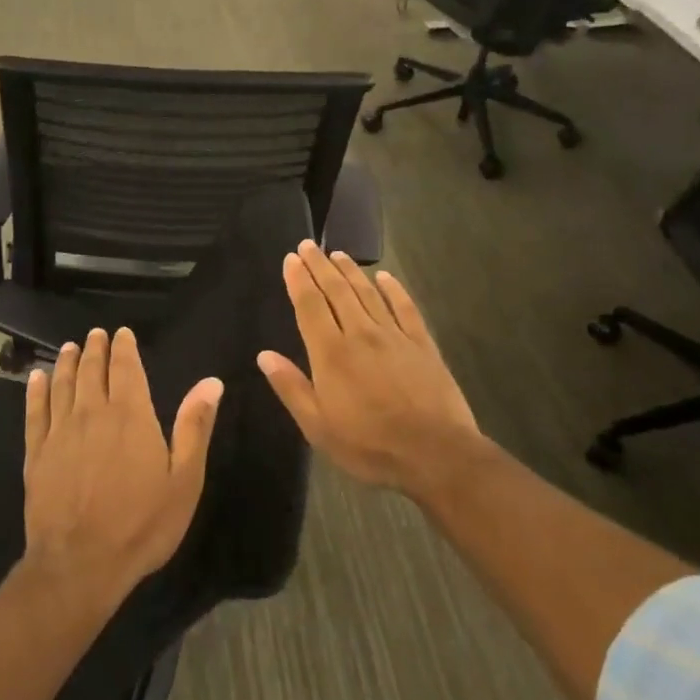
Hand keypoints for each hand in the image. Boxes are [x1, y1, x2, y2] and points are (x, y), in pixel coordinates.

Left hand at [22, 328, 221, 600]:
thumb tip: (211, 382)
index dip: (124, 348)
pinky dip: (36, 390)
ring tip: (70, 348)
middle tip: (96, 335)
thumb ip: (194, 427)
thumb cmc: (142, 524)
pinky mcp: (36, 453)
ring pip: (63, 385)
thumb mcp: (184, 479)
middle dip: (96, 349)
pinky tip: (37, 378)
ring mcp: (60, 432)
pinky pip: (35, 411)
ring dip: (68, 363)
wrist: (81, 563)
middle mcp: (93, 413)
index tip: (122, 333)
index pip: (127, 369)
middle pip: (92, 371)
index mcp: (131, 416)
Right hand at [257, 243, 486, 500]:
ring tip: (338, 254)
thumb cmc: (369, 445)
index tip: (291, 259)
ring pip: (368, 294)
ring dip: (351, 271)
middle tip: (308, 245)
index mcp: (331, 353)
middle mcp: (360, 334)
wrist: (435, 454)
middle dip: (319, 266)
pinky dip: (393, 289)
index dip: (298, 280)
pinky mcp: (422, 344)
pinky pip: (405, 308)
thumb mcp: (318, 427)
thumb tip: (264, 355)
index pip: (309, 306)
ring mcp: (394, 336)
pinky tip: (386, 277)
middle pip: (336, 291)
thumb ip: (291, 387)